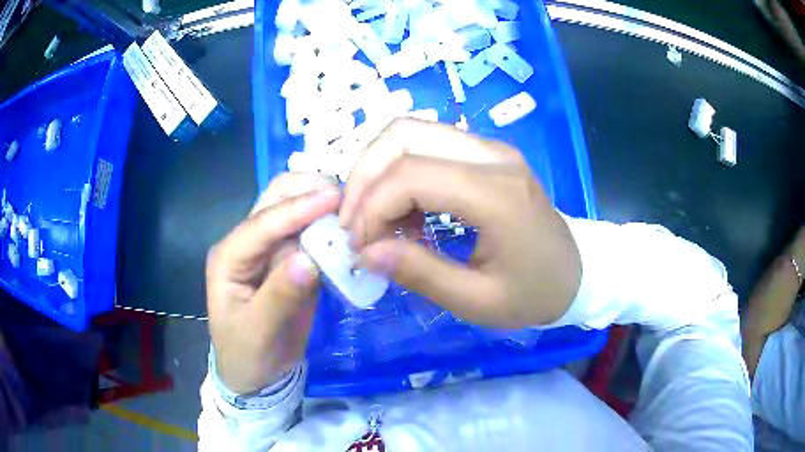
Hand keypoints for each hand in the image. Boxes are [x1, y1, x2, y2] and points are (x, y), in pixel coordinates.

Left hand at [206, 173, 339, 393]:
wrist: (256, 374)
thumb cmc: (247, 354)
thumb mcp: (258, 332)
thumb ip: (279, 296)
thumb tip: (308, 260)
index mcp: (229, 257)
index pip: (262, 223)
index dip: (297, 209)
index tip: (335, 198)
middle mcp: (247, 243)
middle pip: (274, 199)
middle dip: (308, 190)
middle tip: (346, 199)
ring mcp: (270, 249)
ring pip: (294, 209)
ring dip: (321, 203)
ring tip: (352, 211)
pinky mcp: (290, 259)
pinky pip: (311, 234)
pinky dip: (329, 227)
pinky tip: (349, 231)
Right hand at [341, 119, 581, 327]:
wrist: (576, 273)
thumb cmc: (534, 293)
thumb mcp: (477, 301)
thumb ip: (419, 273)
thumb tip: (365, 252)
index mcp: (497, 194)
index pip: (411, 175)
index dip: (370, 207)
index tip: (359, 246)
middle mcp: (492, 156)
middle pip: (404, 134)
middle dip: (364, 176)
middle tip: (353, 223)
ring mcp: (490, 149)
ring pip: (411, 132)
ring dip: (378, 170)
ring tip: (375, 218)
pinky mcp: (486, 153)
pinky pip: (427, 145)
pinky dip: (400, 172)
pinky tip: (403, 213)